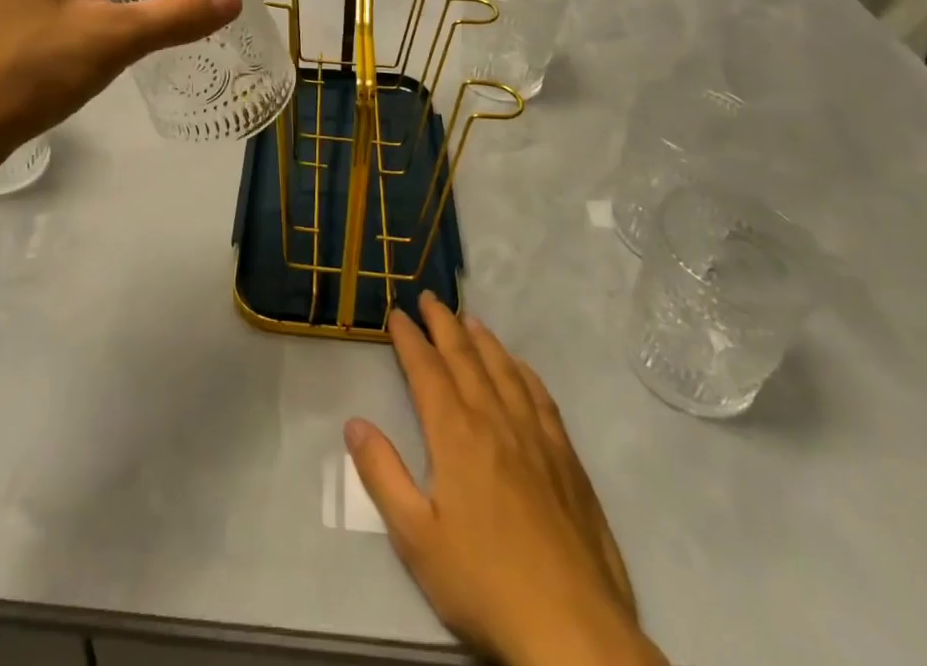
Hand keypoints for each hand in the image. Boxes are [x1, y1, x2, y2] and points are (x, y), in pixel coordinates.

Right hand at [345, 296, 665, 665]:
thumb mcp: (416, 537)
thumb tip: (353, 422)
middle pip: (465, 357)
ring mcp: (535, 437)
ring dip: (482, 339)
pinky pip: (540, 397)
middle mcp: (495, 420)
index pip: (427, 370)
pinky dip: (524, 372)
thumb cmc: (484, 582)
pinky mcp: (566, 460)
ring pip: (504, 370)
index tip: (397, 313)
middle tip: (429, 298)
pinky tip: (519, 367)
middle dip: (443, 324)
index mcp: (456, 434)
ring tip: (468, 319)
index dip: (410, 339)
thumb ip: (382, 474)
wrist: (572, 629)